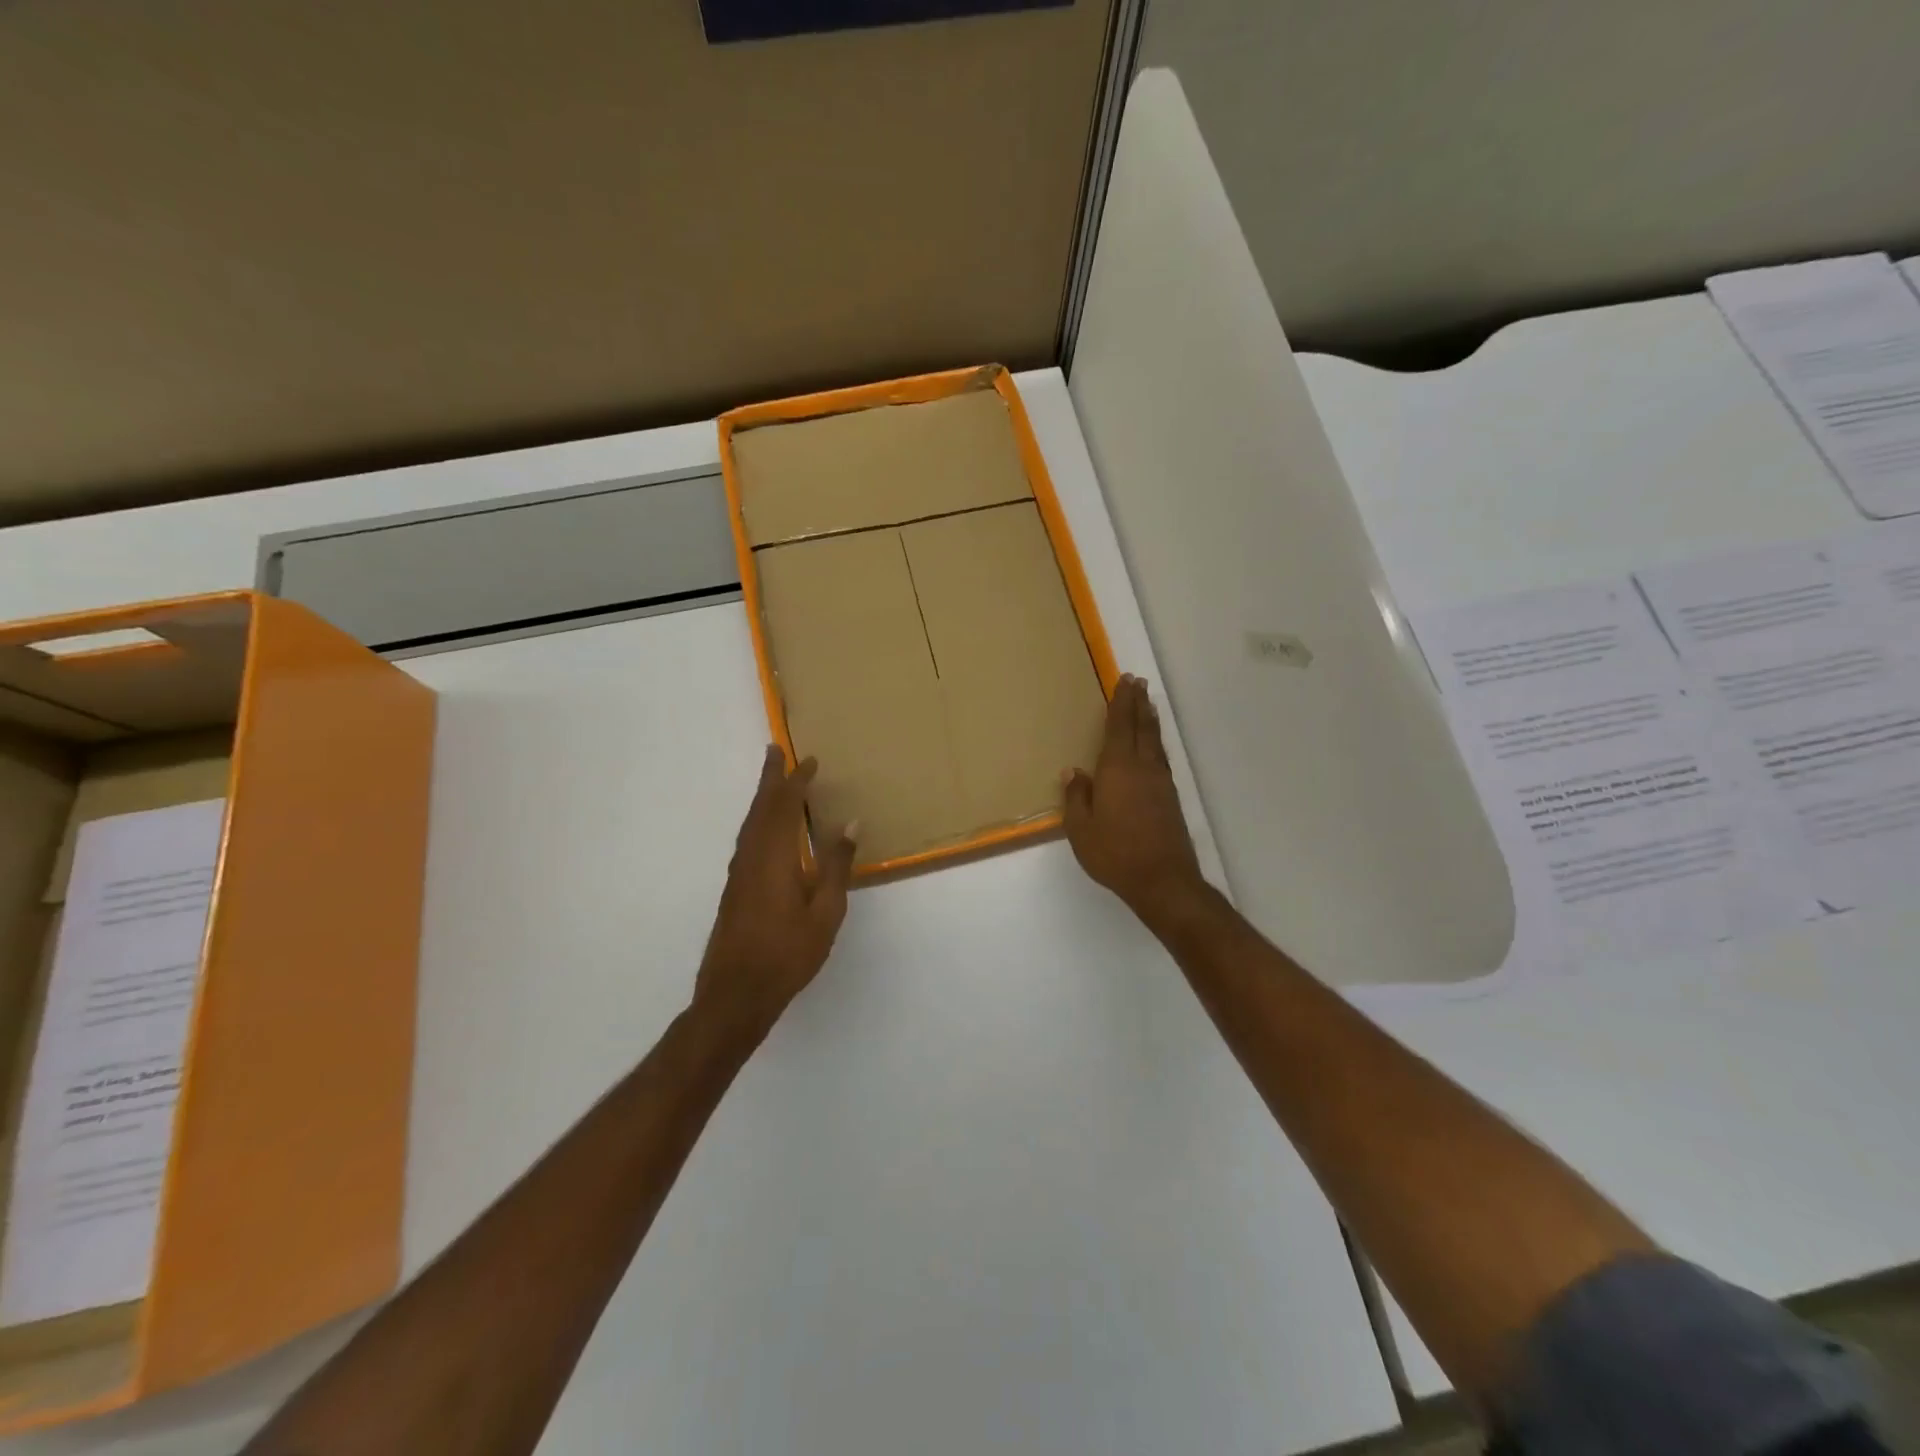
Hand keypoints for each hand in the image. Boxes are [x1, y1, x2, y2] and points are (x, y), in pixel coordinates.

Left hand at [695, 747, 857, 1044]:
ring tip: (773, 781)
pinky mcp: (735, 889)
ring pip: (750, 824)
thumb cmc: (787, 954)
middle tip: (775, 750)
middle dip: (770, 778)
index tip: (810, 761)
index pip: (785, 806)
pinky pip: (747, 839)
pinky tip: (767, 829)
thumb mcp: (825, 912)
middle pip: (760, 808)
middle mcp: (751, 857)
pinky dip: (758, 821)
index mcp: (774, 857)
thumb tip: (850, 824)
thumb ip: (837, 867)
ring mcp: (739, 873)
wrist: (735, 994)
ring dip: (762, 798)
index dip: (797, 781)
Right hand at [1063, 675, 1206, 929]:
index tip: (1124, 681)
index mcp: (1118, 769)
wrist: (1163, 880)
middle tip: (1138, 682)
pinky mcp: (1170, 797)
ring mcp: (1160, 782)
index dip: (1120, 703)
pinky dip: (1155, 741)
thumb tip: (1073, 771)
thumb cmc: (1114, 853)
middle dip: (1138, 703)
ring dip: (1149, 720)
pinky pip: (1160, 757)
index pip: (1118, 727)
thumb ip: (1076, 796)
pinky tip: (1152, 746)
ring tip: (1147, 704)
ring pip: (1154, 741)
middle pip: (1141, 727)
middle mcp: (1142, 768)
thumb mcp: (1080, 828)